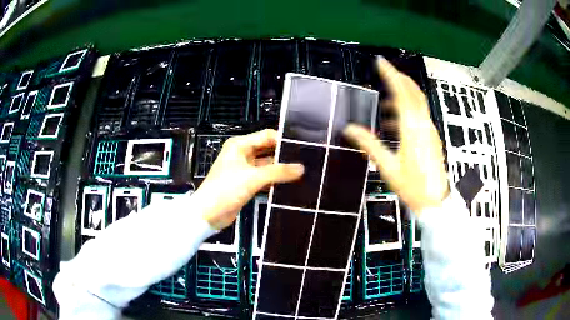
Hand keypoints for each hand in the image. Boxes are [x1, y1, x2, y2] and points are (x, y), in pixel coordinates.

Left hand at [196, 129, 304, 228]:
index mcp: (240, 145)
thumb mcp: (253, 178)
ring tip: (302, 172)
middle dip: (284, 155)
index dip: (283, 140)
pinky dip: (274, 180)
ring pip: (267, 165)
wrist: (208, 214)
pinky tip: (290, 183)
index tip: (302, 147)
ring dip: (280, 169)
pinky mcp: (246, 184)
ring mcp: (244, 170)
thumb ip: (278, 172)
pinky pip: (264, 178)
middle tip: (305, 159)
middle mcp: (242, 154)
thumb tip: (301, 168)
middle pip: (268, 150)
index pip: (267, 136)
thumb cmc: (226, 189)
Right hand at [344, 57, 448, 214]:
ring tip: (385, 102)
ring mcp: (430, 130)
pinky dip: (408, 110)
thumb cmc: (412, 186)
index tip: (380, 63)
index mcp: (412, 129)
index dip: (391, 75)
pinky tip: (395, 123)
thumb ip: (370, 145)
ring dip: (403, 95)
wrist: (435, 201)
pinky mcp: (432, 137)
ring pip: (418, 103)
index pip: (402, 93)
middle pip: (414, 92)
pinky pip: (420, 116)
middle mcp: (423, 125)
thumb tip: (350, 129)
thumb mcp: (388, 166)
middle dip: (399, 78)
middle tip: (385, 72)